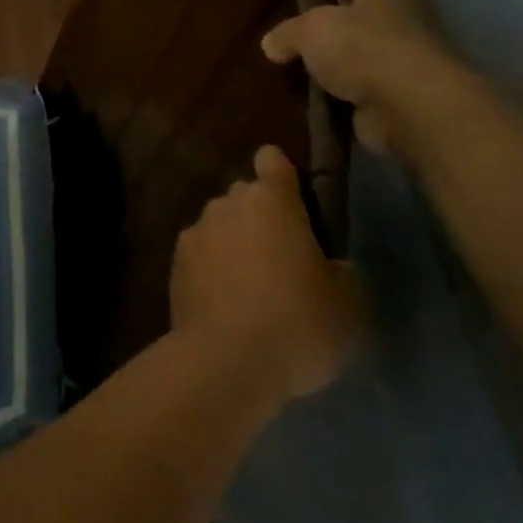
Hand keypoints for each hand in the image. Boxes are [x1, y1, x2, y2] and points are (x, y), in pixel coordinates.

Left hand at [171, 146, 364, 401]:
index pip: (273, 160)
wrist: (225, 362)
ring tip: (253, 290)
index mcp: (270, 200)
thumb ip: (338, 268)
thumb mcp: (348, 301)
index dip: (283, 175)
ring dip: (234, 245)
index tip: (297, 204)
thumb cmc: (298, 323)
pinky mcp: (173, 266)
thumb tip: (325, 264)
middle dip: (261, 218)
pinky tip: (227, 305)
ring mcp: (194, 233)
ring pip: (220, 227)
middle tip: (284, 261)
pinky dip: (212, 271)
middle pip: (245, 197)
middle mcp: (226, 204)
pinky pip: (201, 257)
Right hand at [262, 0, 468, 162]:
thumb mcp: (313, 29)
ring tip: (278, 58)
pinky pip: (346, 88)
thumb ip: (287, 32)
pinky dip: (326, 91)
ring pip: (345, 51)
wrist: (413, 109)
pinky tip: (296, 93)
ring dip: (320, 59)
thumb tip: (271, 45)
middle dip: (315, 14)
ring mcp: (395, 60)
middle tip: (274, 15)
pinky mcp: (389, 96)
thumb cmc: (366, 49)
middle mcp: (395, 18)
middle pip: (346, 9)